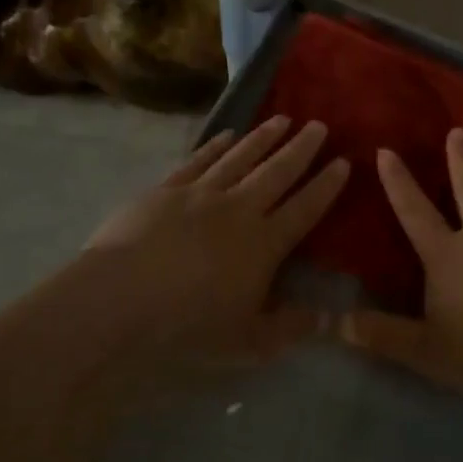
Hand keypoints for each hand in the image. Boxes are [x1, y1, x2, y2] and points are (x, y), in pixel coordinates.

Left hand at [83, 116, 348, 361]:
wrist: (119, 301)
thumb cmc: (188, 326)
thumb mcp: (248, 342)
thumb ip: (290, 327)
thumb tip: (328, 317)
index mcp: (264, 244)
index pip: (305, 208)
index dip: (326, 185)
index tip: (344, 162)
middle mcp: (238, 209)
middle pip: (277, 172)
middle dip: (302, 148)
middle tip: (319, 125)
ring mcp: (200, 194)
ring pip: (241, 158)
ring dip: (263, 138)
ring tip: (282, 119)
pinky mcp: (165, 190)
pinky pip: (199, 160)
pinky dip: (216, 146)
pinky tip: (228, 135)